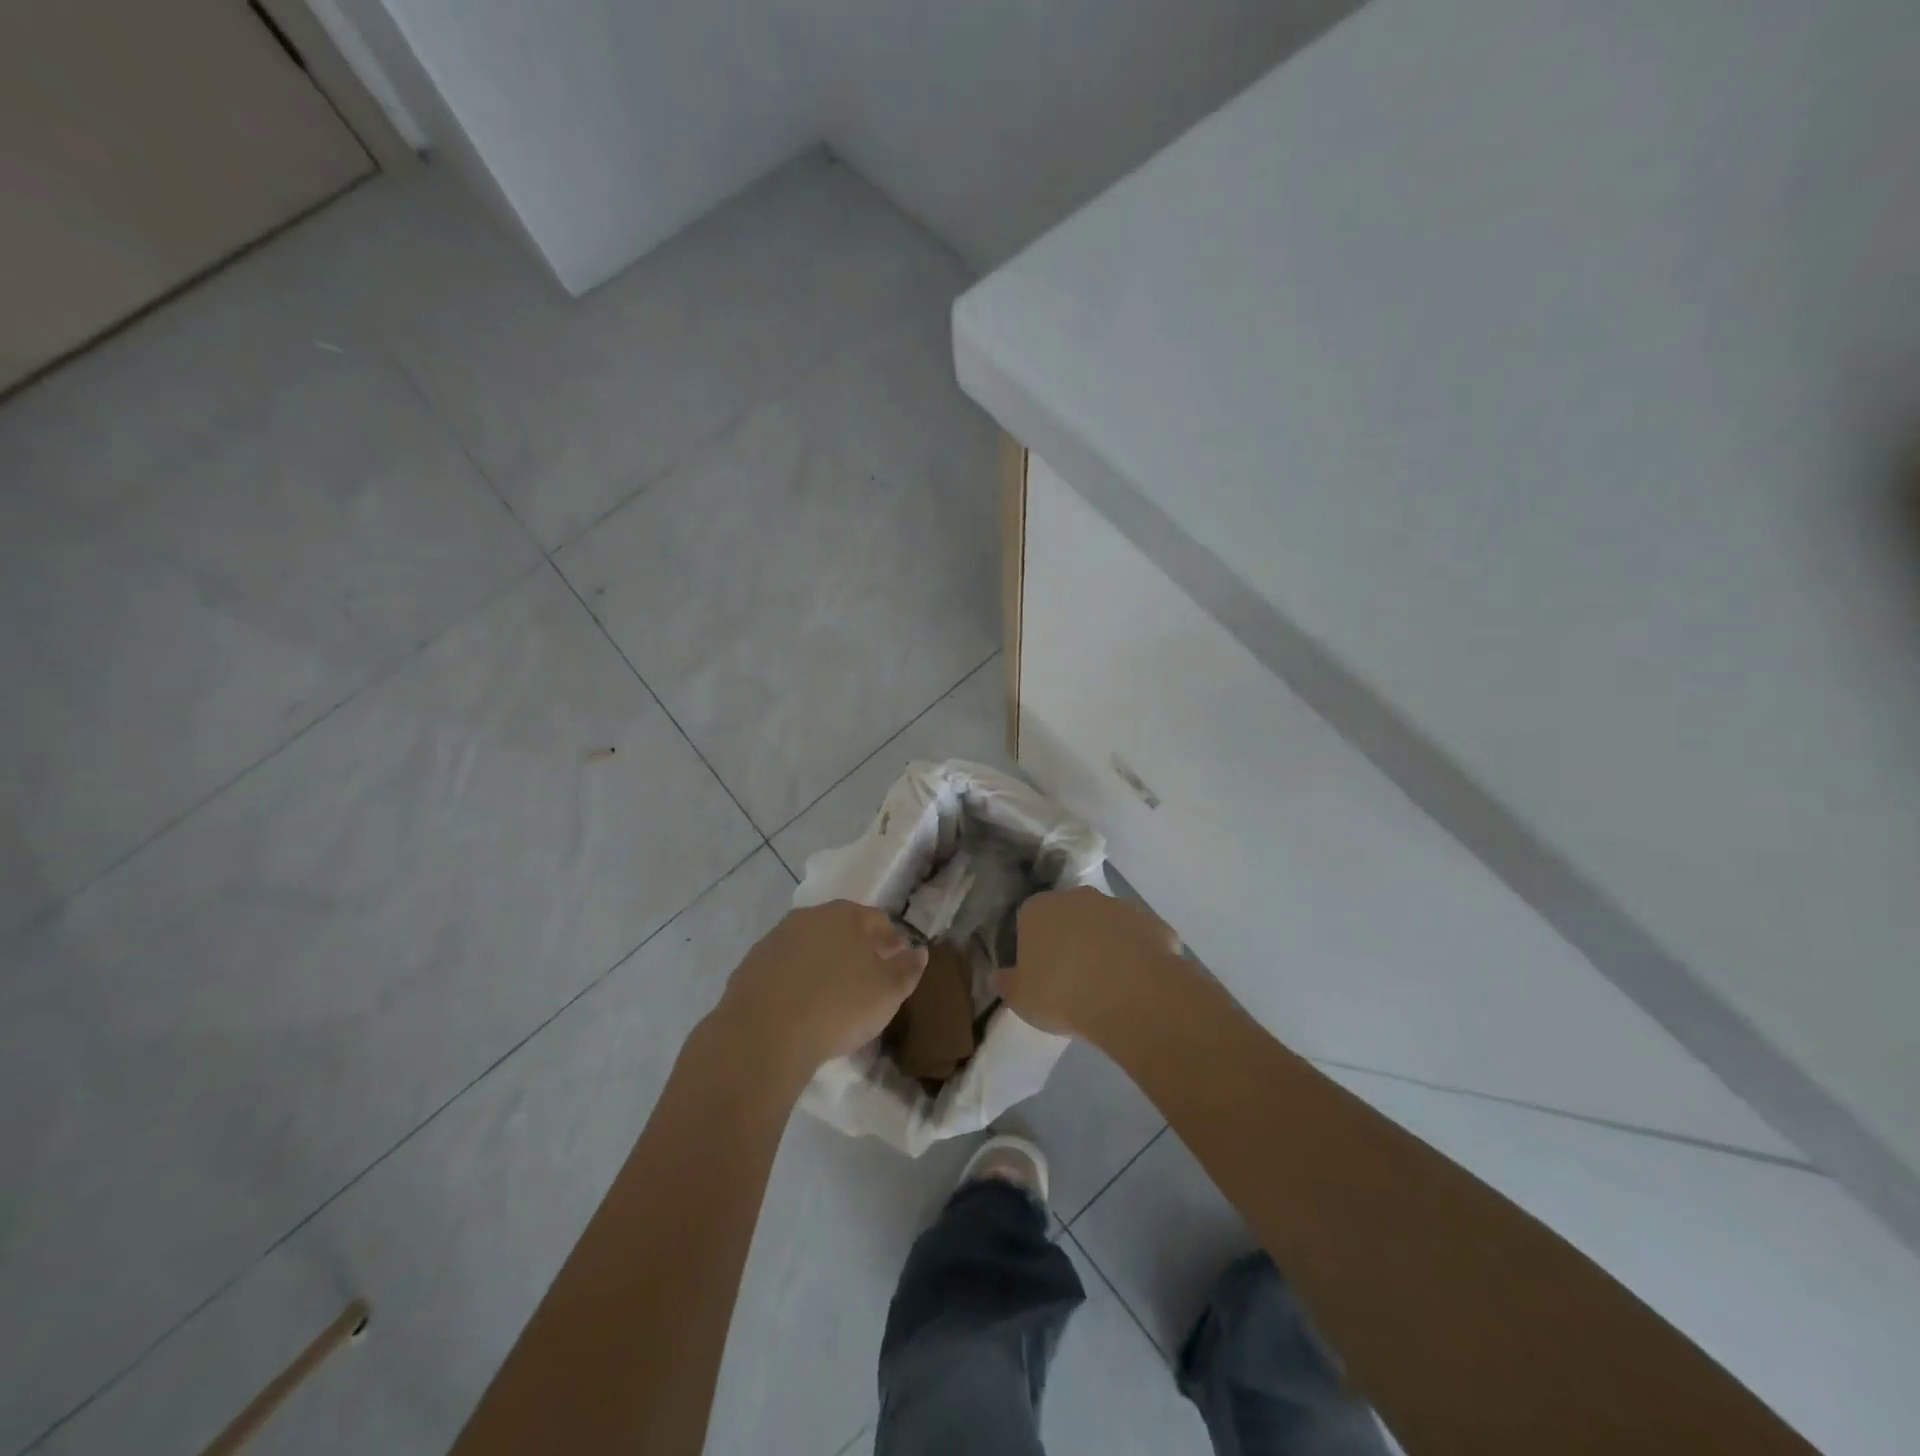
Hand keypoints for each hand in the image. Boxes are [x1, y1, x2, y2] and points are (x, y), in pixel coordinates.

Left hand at [715, 901, 926, 1080]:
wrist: (764, 1033)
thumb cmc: (838, 1006)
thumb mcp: (888, 993)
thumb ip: (907, 969)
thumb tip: (918, 951)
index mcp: (847, 915)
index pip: (878, 920)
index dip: (891, 942)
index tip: (895, 967)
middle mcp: (810, 917)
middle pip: (841, 928)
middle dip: (855, 949)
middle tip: (864, 981)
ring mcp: (776, 939)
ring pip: (809, 946)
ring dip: (821, 963)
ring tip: (829, 996)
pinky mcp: (750, 965)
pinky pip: (782, 968)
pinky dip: (794, 980)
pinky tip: (798, 1006)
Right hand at [995, 887, 1182, 1040]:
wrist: (1130, 994)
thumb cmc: (1062, 993)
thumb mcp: (1021, 999)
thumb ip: (1008, 984)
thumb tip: (999, 976)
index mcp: (1039, 909)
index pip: (1028, 919)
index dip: (1033, 946)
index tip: (1039, 973)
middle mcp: (1078, 897)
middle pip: (1069, 915)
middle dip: (1070, 939)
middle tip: (1072, 978)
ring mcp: (1118, 906)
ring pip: (1106, 924)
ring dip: (1105, 945)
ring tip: (1108, 985)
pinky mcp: (1152, 922)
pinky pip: (1138, 939)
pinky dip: (1137, 955)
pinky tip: (1137, 984)